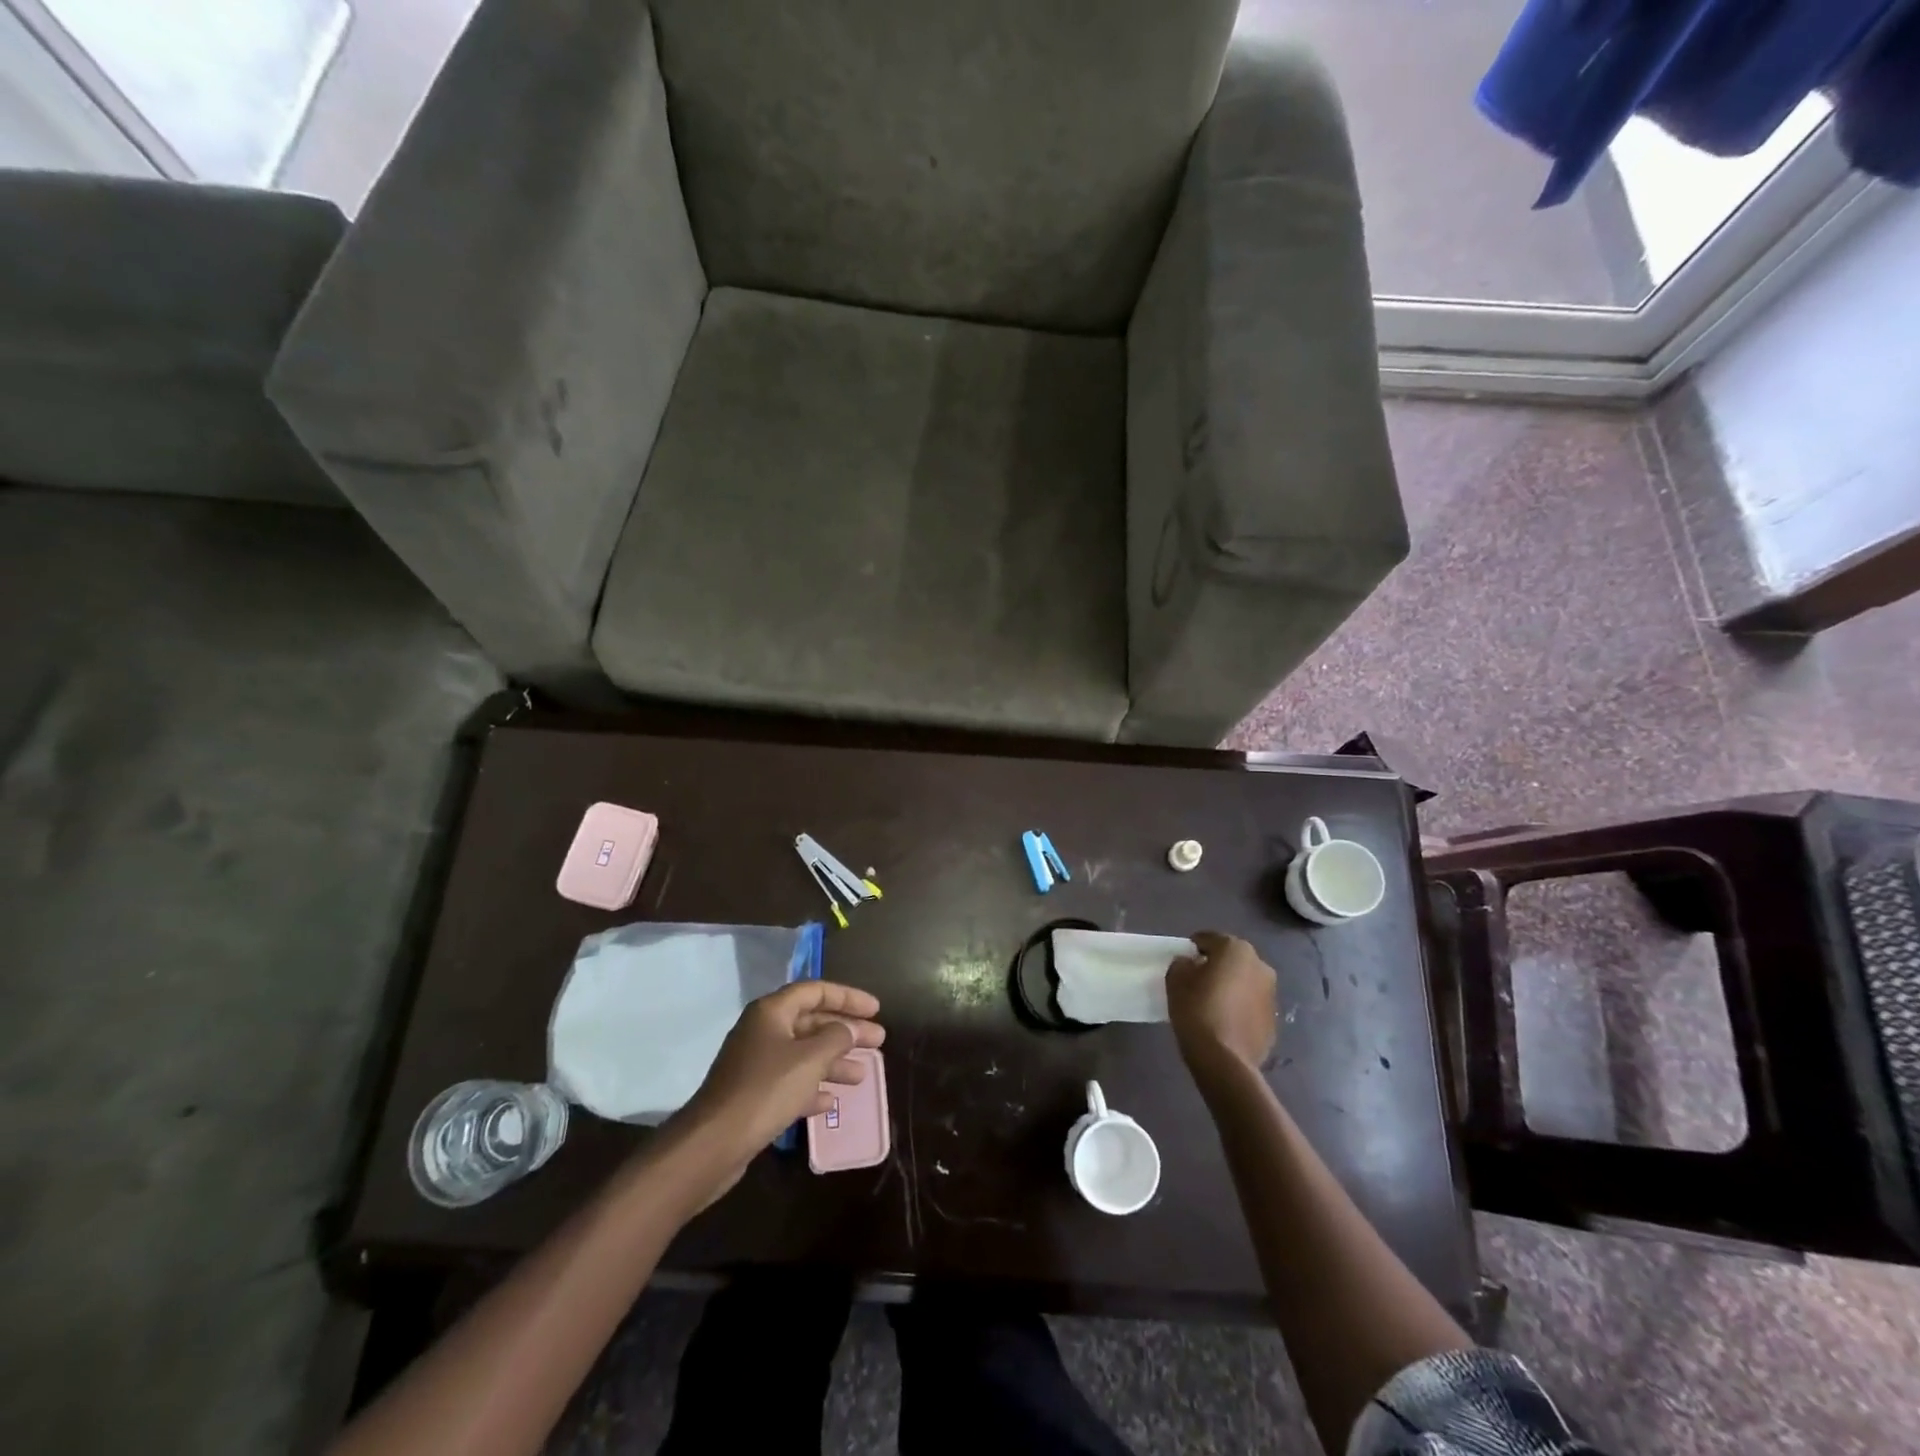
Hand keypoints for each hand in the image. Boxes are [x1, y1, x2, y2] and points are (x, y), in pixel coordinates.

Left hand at [674, 980, 884, 1189]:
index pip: (816, 990)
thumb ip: (836, 1038)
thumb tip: (849, 1029)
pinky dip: (813, 1087)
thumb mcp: (810, 1059)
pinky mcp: (753, 1095)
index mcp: (772, 1012)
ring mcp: (756, 1064)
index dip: (848, 997)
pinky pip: (791, 1082)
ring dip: (834, 1062)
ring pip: (804, 1054)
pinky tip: (831, 1101)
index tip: (875, 1010)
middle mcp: (763, 1031)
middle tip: (878, 1041)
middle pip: (812, 1022)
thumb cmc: (766, 1090)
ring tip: (863, 1075)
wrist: (713, 1143)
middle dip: (846, 1031)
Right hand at [1166, 932, 1277, 1078]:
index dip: (1192, 948)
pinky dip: (1240, 1008)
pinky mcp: (1274, 1020)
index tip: (1182, 963)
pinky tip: (1225, 1022)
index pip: (1208, 939)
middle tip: (1197, 982)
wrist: (1225, 1060)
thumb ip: (1182, 964)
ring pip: (1244, 982)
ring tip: (1212, 1004)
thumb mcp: (1175, 980)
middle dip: (1216, 966)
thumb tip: (1191, 964)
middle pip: (1231, 959)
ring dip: (1231, 987)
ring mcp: (1271, 994)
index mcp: (1236, 949)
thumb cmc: (1197, 1010)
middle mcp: (1260, 965)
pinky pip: (1251, 1005)